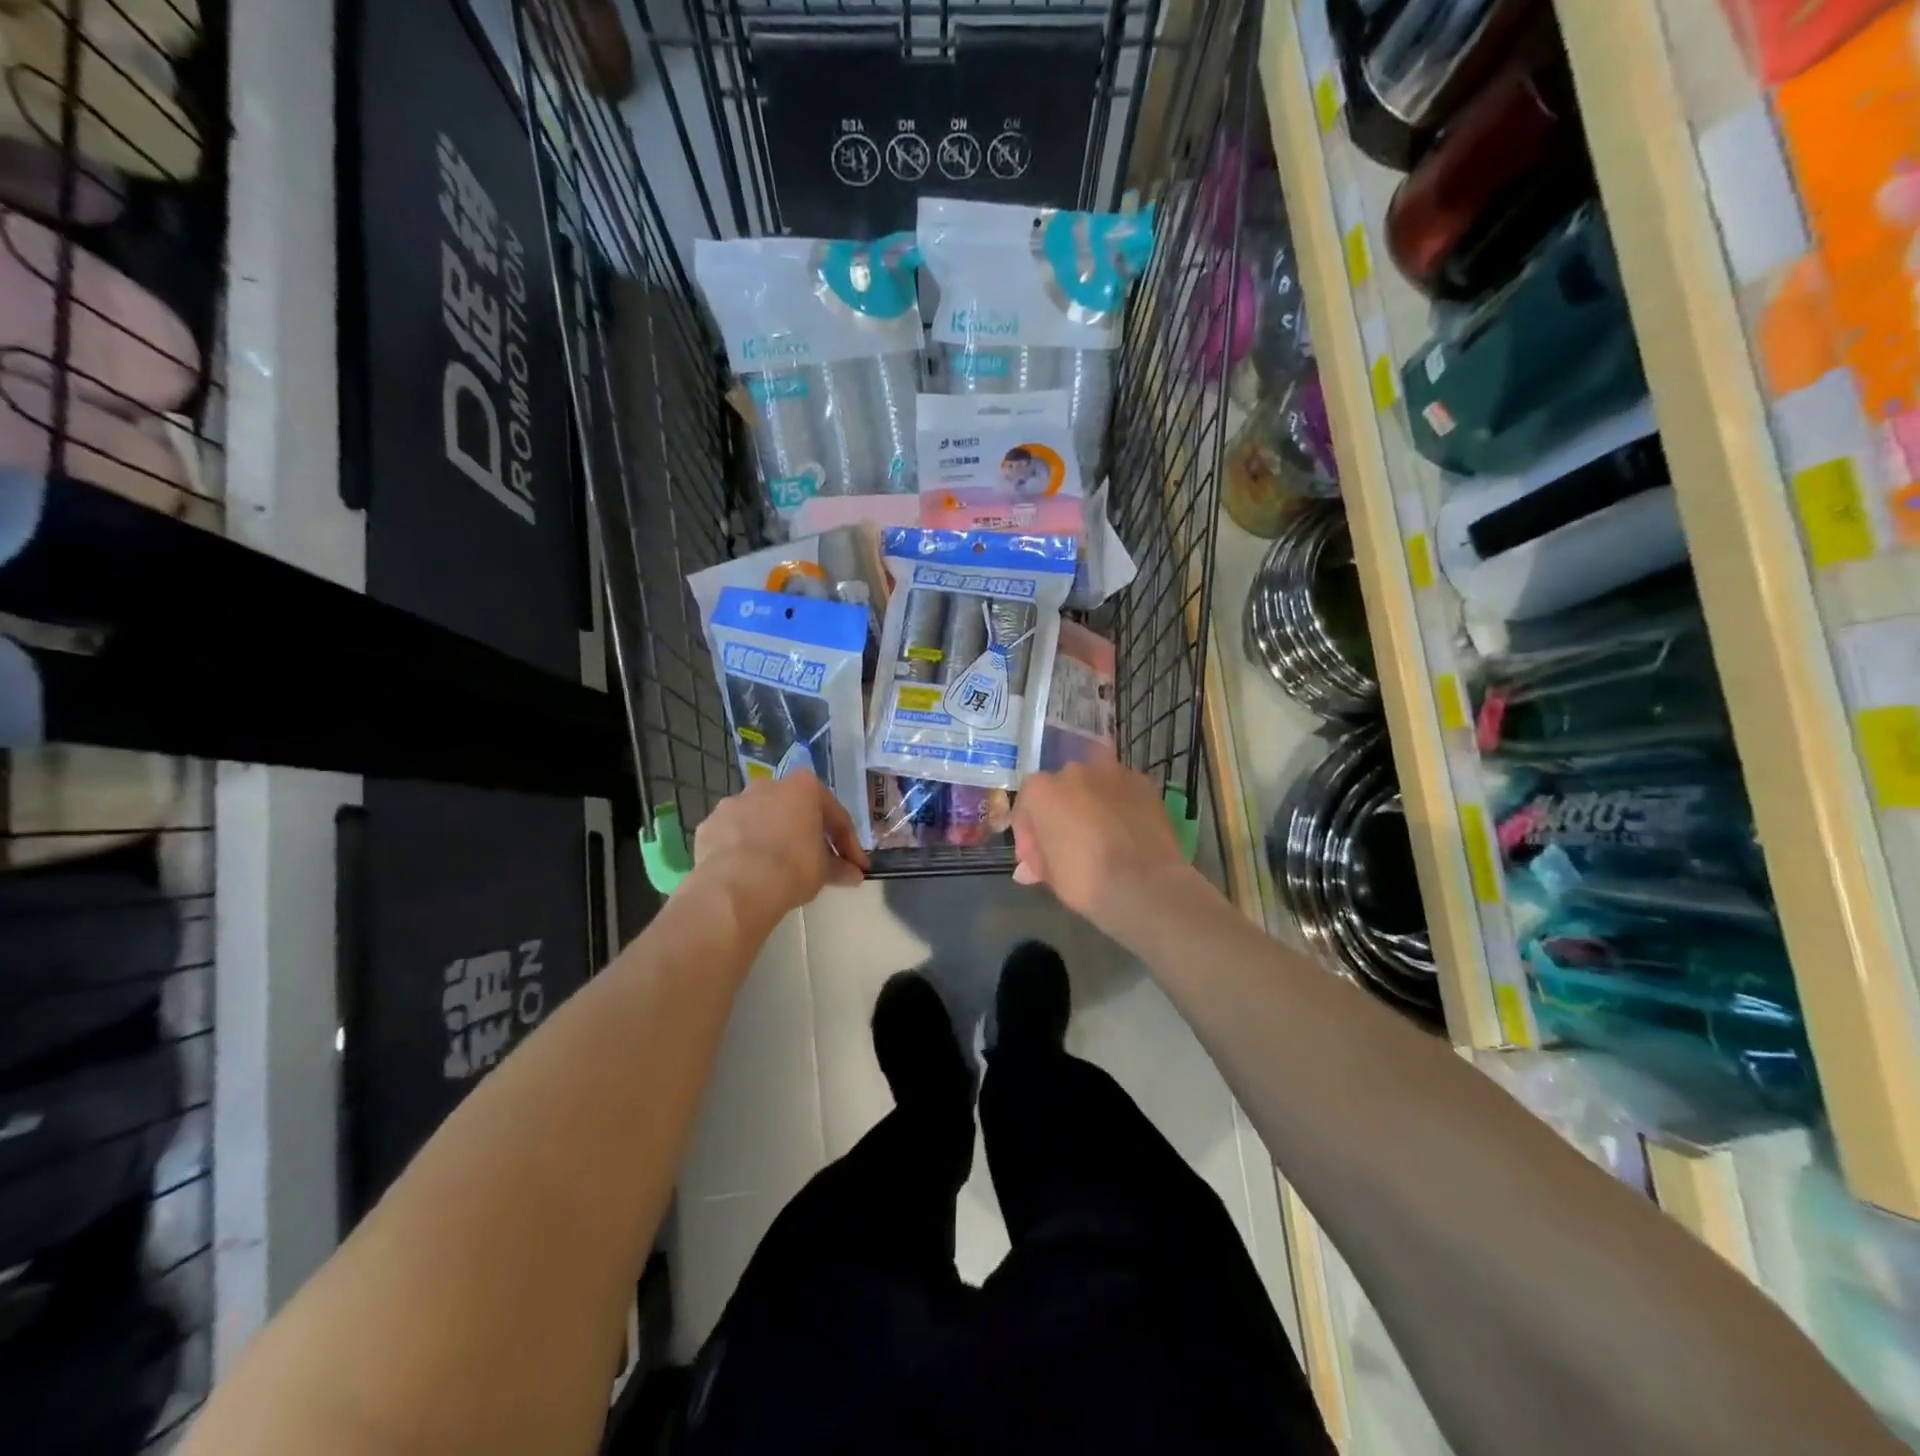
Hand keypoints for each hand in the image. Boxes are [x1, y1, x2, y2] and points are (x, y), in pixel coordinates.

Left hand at [693, 772, 868, 920]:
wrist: (737, 886)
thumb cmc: (792, 868)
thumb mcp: (824, 870)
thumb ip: (840, 867)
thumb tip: (854, 873)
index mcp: (804, 787)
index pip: (835, 815)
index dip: (848, 843)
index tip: (855, 865)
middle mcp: (768, 785)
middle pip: (794, 809)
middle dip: (805, 832)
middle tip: (815, 860)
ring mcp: (734, 802)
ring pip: (760, 818)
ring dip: (771, 837)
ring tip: (777, 866)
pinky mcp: (709, 824)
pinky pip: (734, 835)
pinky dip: (743, 848)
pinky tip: (748, 871)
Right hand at [1011, 762, 1194, 935]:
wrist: (1144, 885)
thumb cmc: (1085, 880)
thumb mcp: (1049, 875)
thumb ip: (1037, 860)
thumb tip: (1028, 868)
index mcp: (1041, 790)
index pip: (1026, 805)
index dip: (1029, 833)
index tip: (1036, 859)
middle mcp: (1073, 771)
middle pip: (1060, 789)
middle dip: (1060, 812)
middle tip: (1068, 843)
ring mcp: (1111, 772)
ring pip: (1093, 783)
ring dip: (1091, 801)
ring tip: (1099, 831)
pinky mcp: (1142, 782)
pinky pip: (1121, 789)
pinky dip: (1119, 803)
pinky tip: (1125, 828)